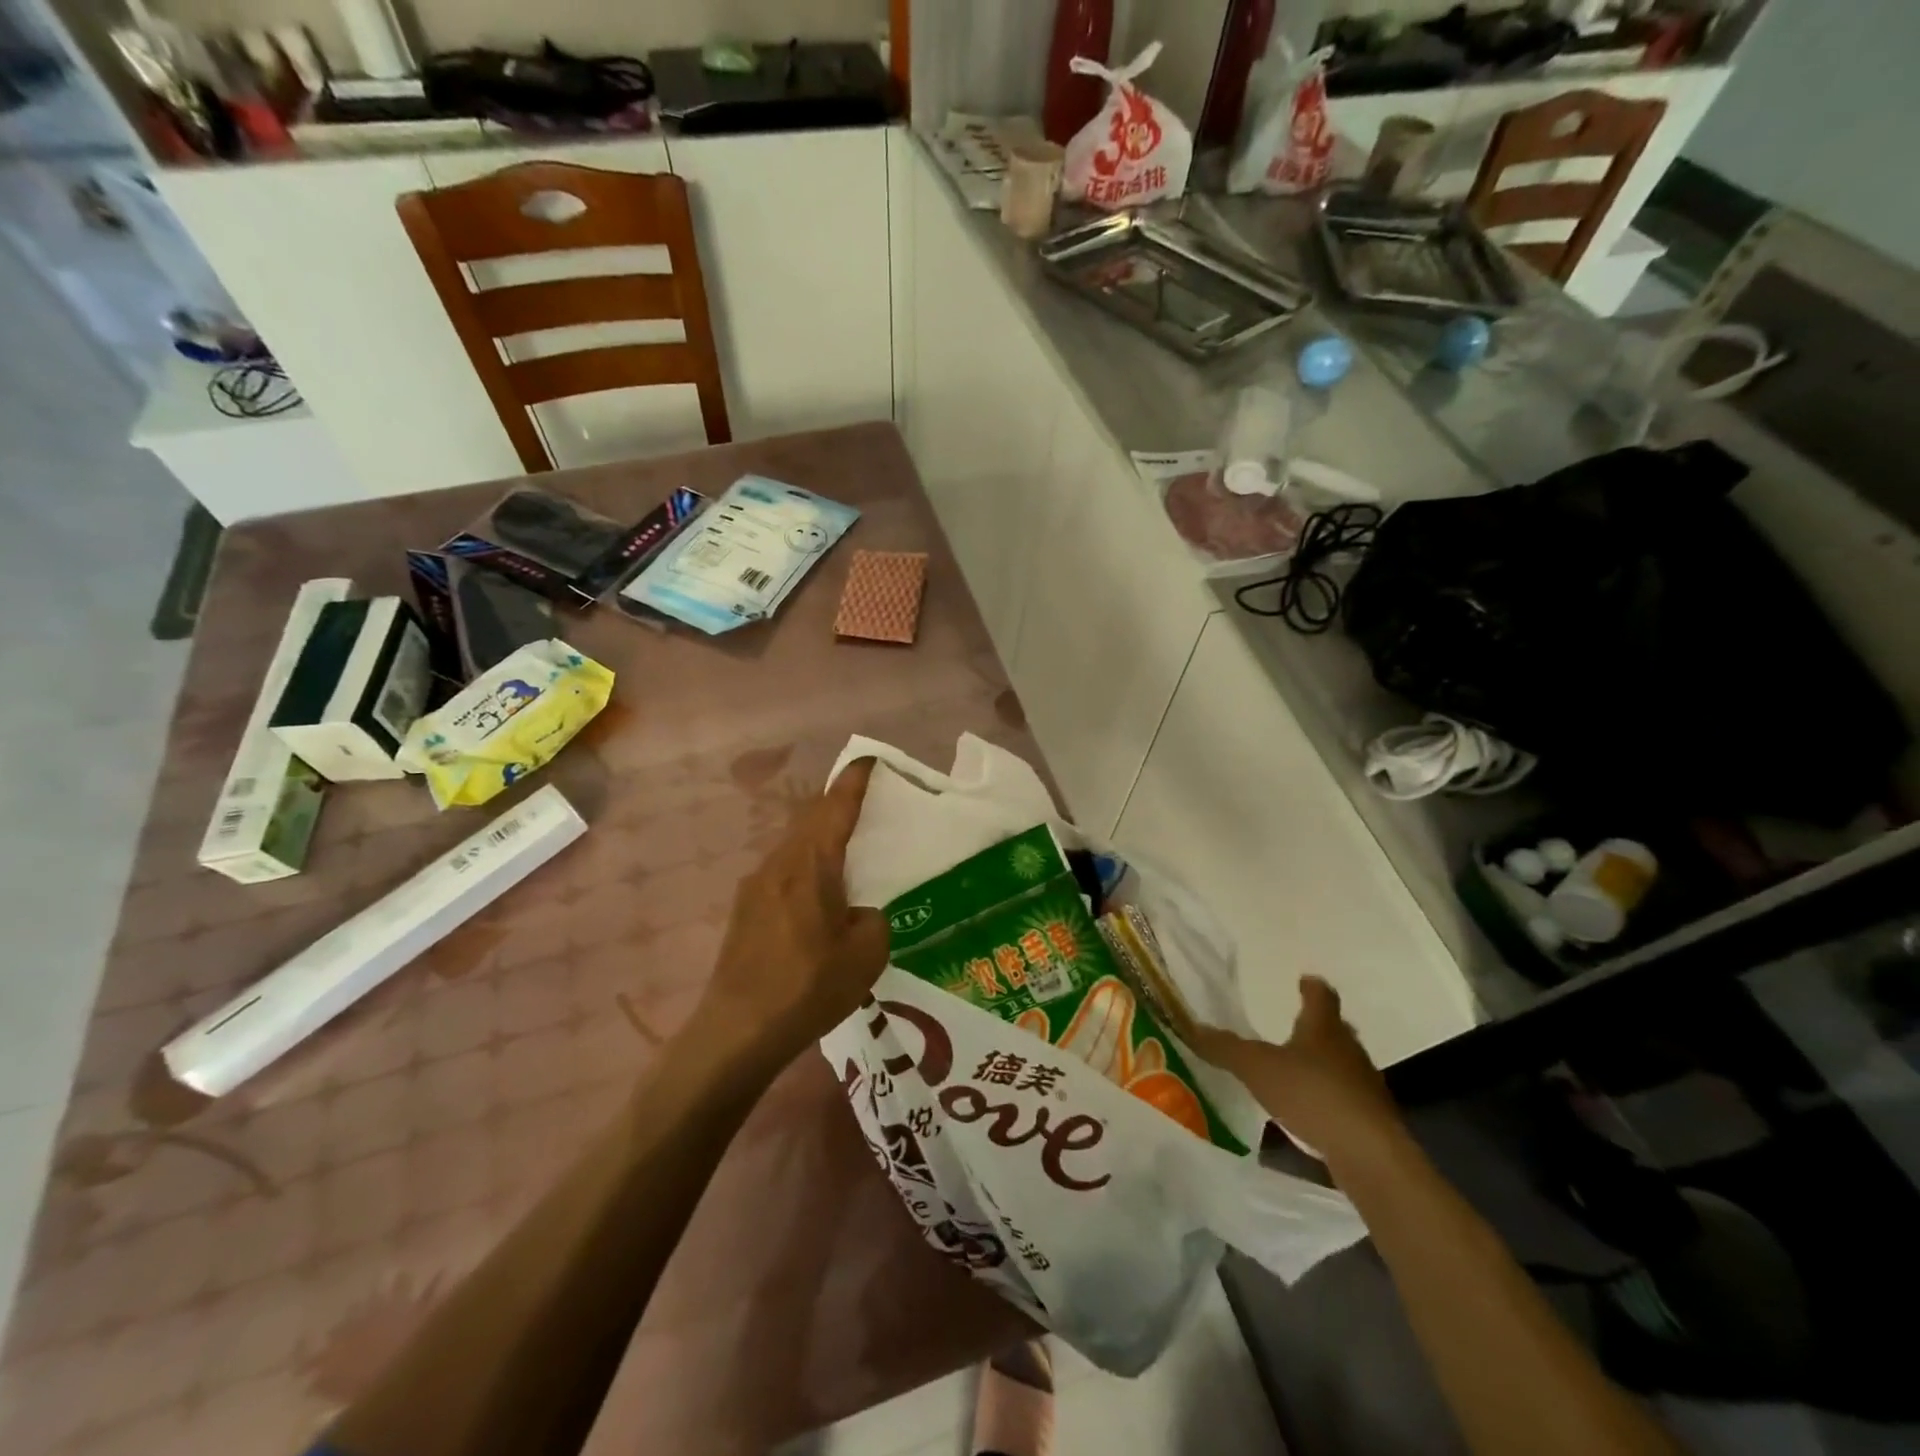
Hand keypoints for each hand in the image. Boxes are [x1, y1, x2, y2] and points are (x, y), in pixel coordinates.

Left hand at [698, 758, 889, 1059]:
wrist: (737, 1029)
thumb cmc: (808, 986)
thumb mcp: (866, 955)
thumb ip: (873, 919)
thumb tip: (857, 912)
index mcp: (811, 865)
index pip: (835, 807)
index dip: (854, 780)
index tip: (870, 760)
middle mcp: (779, 863)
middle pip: (810, 818)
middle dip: (837, 803)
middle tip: (866, 803)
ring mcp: (755, 885)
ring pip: (794, 844)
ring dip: (819, 837)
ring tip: (846, 850)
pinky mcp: (744, 909)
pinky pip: (782, 870)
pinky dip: (805, 865)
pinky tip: (818, 895)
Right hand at [1188, 977, 1407, 1174]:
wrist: (1368, 1155)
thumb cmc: (1312, 1094)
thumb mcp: (1256, 1067)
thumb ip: (1225, 1048)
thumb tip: (1192, 1026)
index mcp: (1323, 1028)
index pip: (1321, 996)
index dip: (1312, 986)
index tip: (1305, 980)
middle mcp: (1349, 1050)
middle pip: (1336, 1029)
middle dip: (1318, 1026)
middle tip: (1297, 1025)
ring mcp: (1364, 1086)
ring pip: (1343, 1065)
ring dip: (1324, 1064)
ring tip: (1297, 1070)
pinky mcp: (1370, 1120)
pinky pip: (1346, 1098)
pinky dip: (1328, 1098)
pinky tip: (1310, 1111)